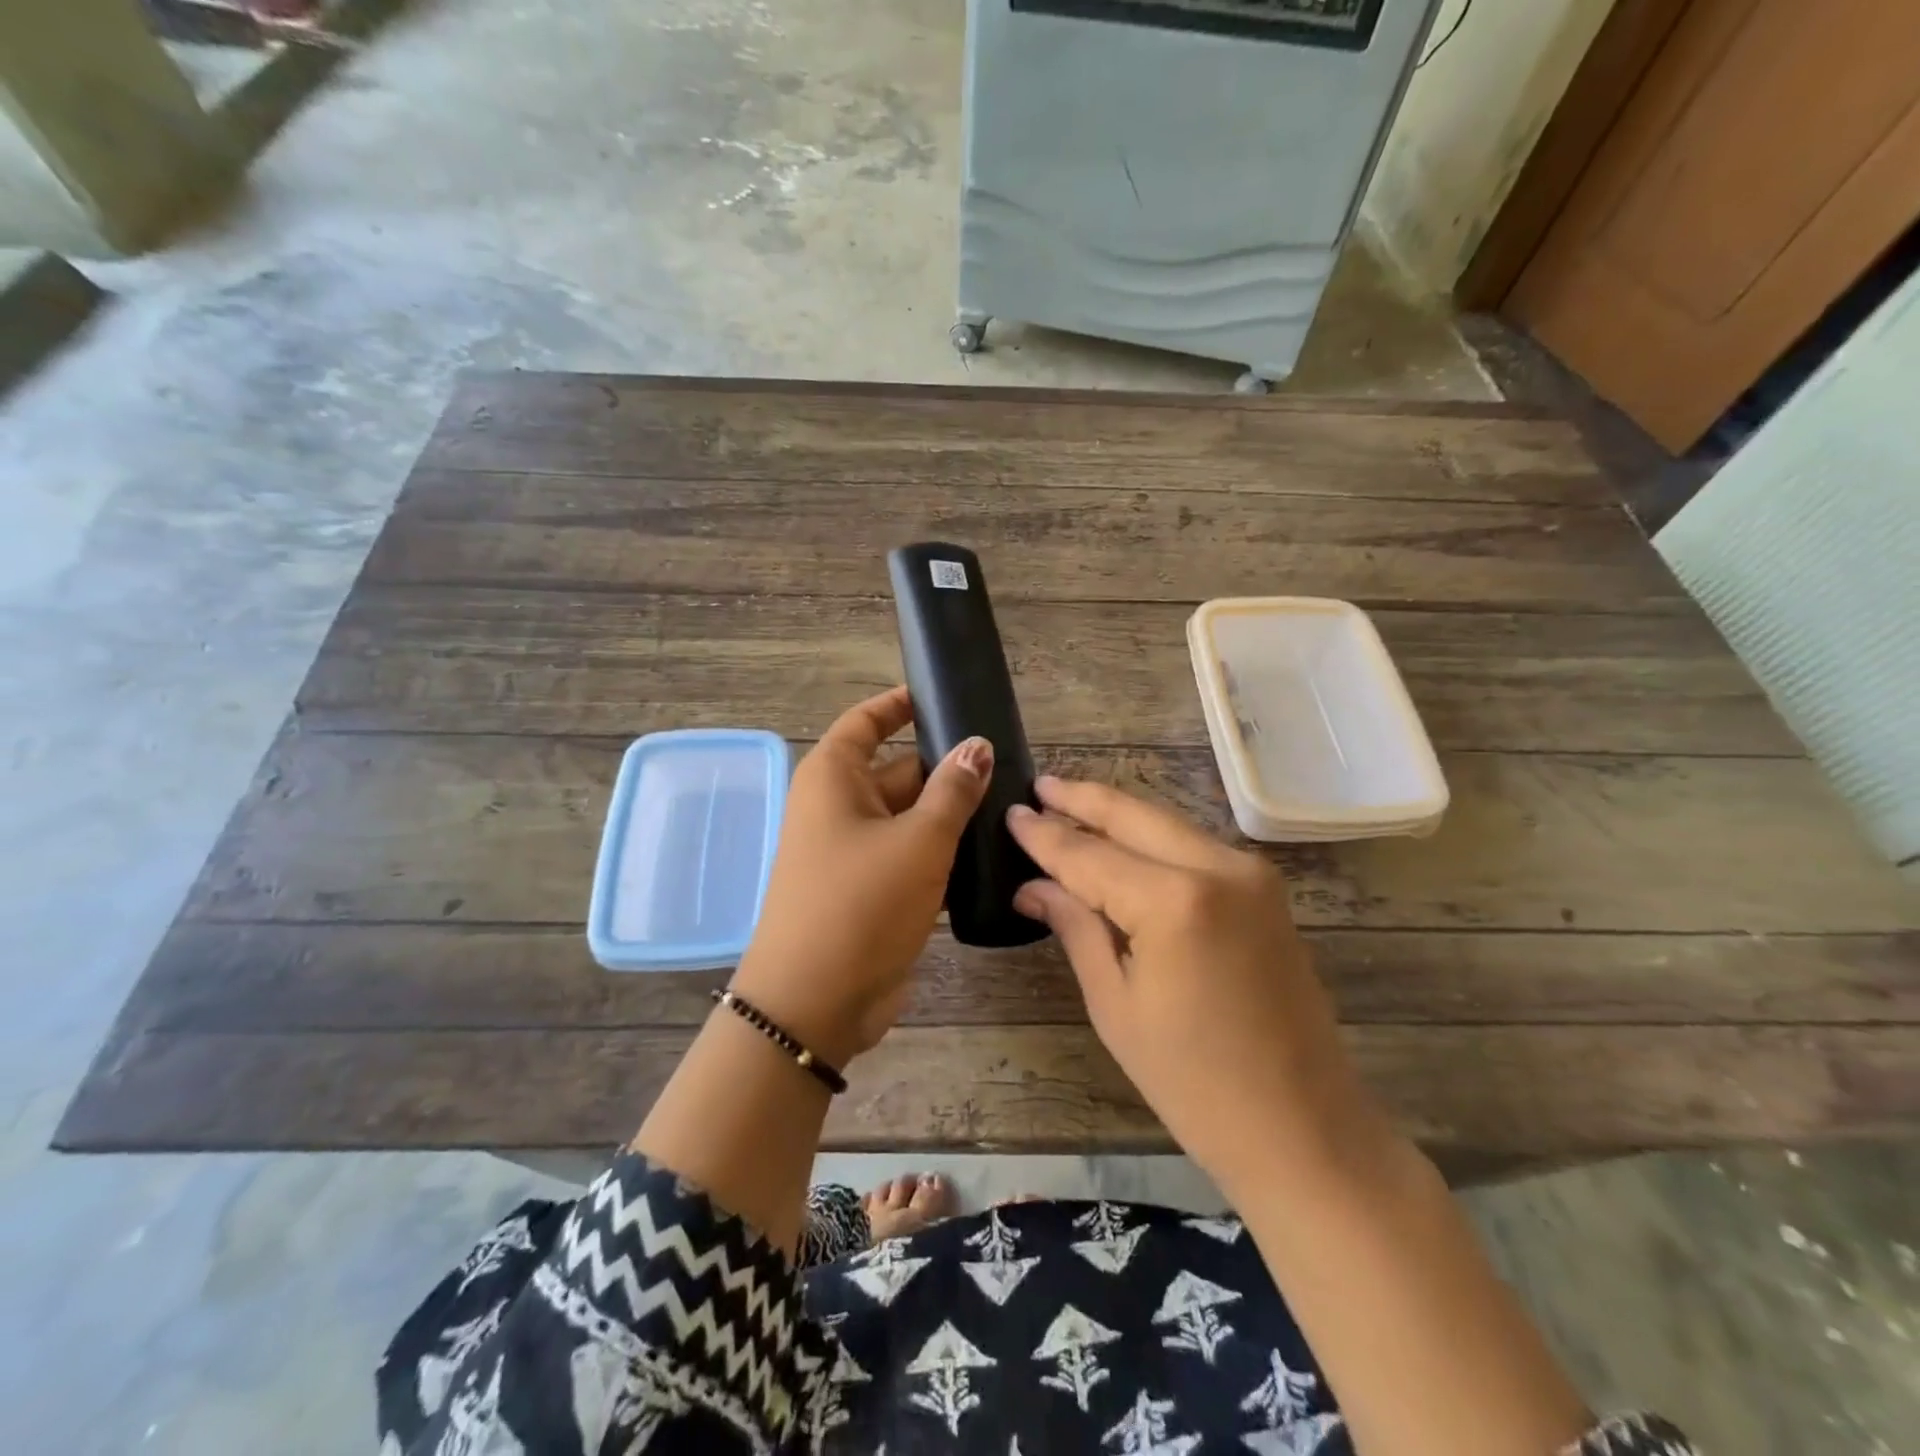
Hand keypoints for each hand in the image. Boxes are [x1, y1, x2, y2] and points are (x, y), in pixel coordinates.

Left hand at [731, 686, 991, 1065]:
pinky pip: (911, 856)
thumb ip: (952, 790)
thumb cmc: (860, 904)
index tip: (946, 696)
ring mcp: (854, 852)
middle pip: (898, 769)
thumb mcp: (918, 840)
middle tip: (1009, 762)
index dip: (902, 705)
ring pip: (910, 817)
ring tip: (1012, 803)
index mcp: (834, 779)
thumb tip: (977, 746)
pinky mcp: (871, 890)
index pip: (867, 722)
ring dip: (951, 814)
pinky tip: (991, 852)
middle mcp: (840, 807)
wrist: (815, 1004)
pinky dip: (943, 852)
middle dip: (947, 767)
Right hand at [1007, 776, 1387, 1198]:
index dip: (1044, 834)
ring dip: (1117, 813)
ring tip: (1068, 803)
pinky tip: (1120, 839)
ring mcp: (1249, 873)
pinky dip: (1151, 838)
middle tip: (1038, 785)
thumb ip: (1076, 927)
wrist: (1305, 1129)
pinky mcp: (1265, 889)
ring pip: (1166, 824)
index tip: (1010, 812)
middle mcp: (1217, 867)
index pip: (1089, 854)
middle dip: (1082, 798)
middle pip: (1133, 815)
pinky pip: (1192, 846)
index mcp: (1174, 901)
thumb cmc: (1194, 1083)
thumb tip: (1032, 886)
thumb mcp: (1116, 1004)